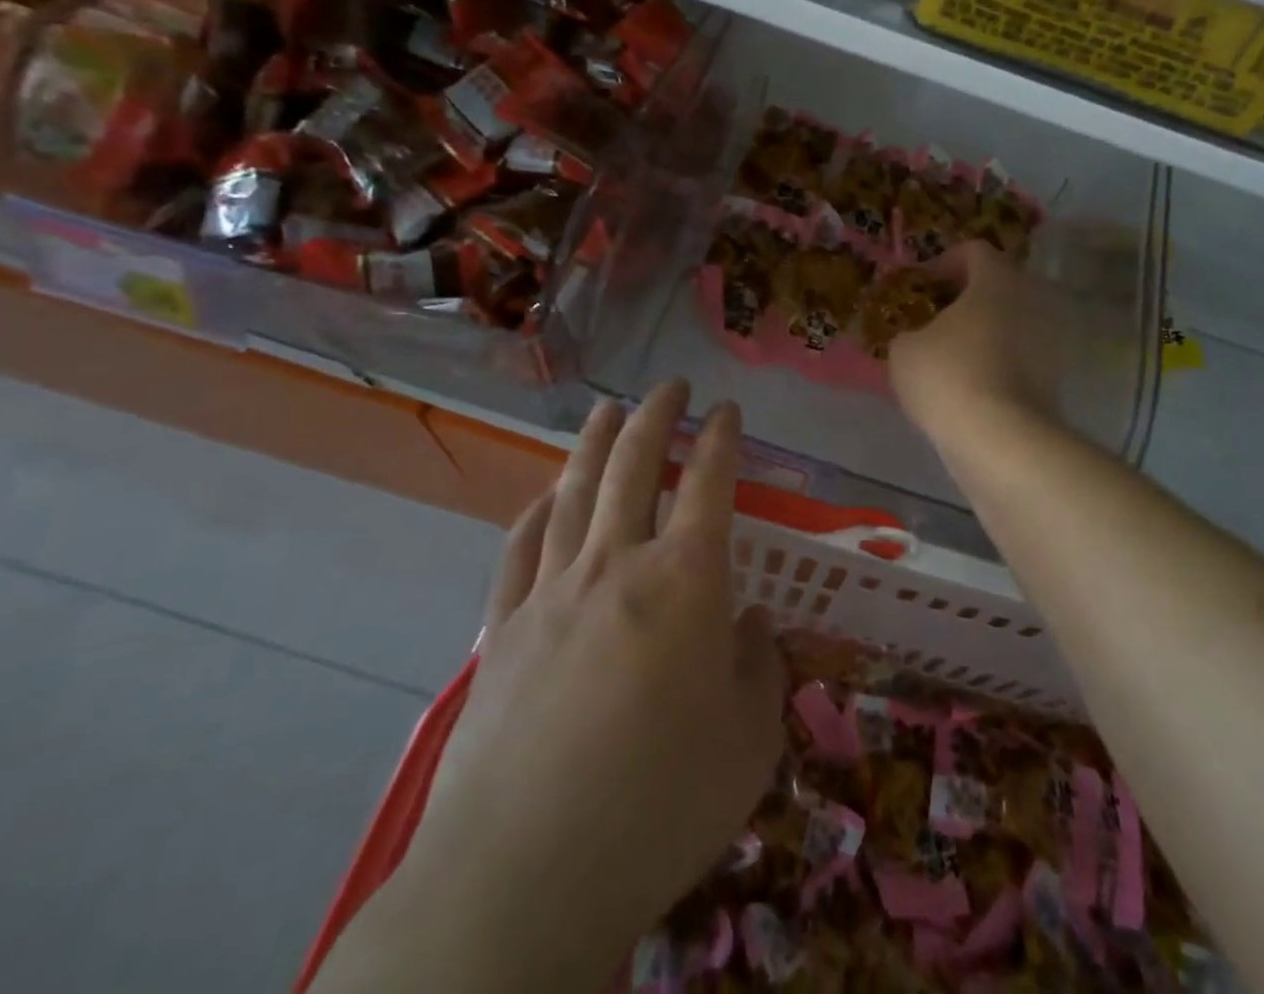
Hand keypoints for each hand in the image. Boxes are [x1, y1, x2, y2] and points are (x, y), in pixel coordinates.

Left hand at [320, 383, 784, 993]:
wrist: (524, 877)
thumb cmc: (661, 805)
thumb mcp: (750, 741)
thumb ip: (760, 667)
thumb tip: (751, 624)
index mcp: (686, 581)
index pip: (710, 482)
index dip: (721, 438)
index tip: (727, 409)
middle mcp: (617, 565)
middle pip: (635, 466)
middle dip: (657, 416)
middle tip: (670, 385)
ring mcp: (552, 592)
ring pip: (575, 492)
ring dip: (595, 443)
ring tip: (607, 408)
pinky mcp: (503, 630)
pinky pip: (521, 549)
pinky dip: (536, 512)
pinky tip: (544, 497)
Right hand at [889, 242, 1063, 442]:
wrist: (1001, 440)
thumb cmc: (948, 376)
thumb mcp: (904, 349)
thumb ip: (910, 332)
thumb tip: (918, 338)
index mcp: (997, 280)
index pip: (974, 251)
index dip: (944, 262)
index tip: (922, 287)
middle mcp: (1032, 300)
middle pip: (998, 286)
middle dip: (966, 299)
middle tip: (934, 320)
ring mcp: (1050, 341)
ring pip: (1011, 323)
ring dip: (984, 333)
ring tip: (949, 357)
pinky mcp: (1055, 379)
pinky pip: (1020, 357)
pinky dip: (997, 364)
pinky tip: (969, 388)